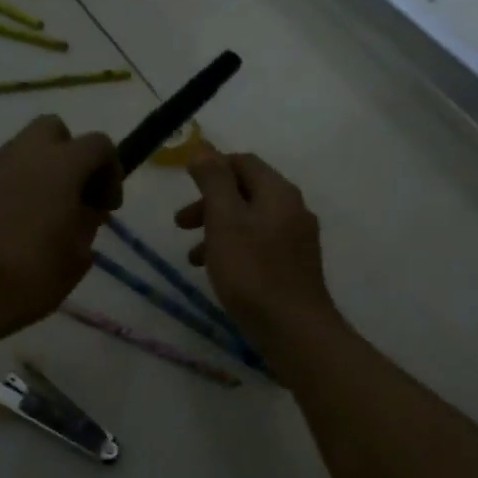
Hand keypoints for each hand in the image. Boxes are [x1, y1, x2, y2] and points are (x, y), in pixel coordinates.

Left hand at [0, 116, 119, 346]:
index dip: (111, 171)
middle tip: (78, 195)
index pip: (98, 144)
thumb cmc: (29, 274)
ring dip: (44, 170)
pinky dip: (19, 186)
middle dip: (72, 155)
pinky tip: (20, 225)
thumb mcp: (77, 256)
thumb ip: (88, 222)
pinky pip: (5, 173)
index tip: (107, 208)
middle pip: (54, 130)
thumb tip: (86, 208)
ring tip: (50, 213)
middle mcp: (25, 155)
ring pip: (26, 149)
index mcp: (61, 165)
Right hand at [175, 151, 339, 355]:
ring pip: (250, 221)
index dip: (212, 168)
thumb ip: (214, 181)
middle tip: (180, 223)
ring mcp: (297, 239)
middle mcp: (293, 209)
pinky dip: (234, 249)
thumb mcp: (224, 220)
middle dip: (210, 203)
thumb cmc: (252, 271)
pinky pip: (259, 245)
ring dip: (218, 230)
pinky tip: (219, 273)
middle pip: (246, 192)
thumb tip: (204, 149)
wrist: (294, 329)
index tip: (184, 185)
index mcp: (278, 192)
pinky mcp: (294, 266)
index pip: (243, 162)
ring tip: (192, 257)